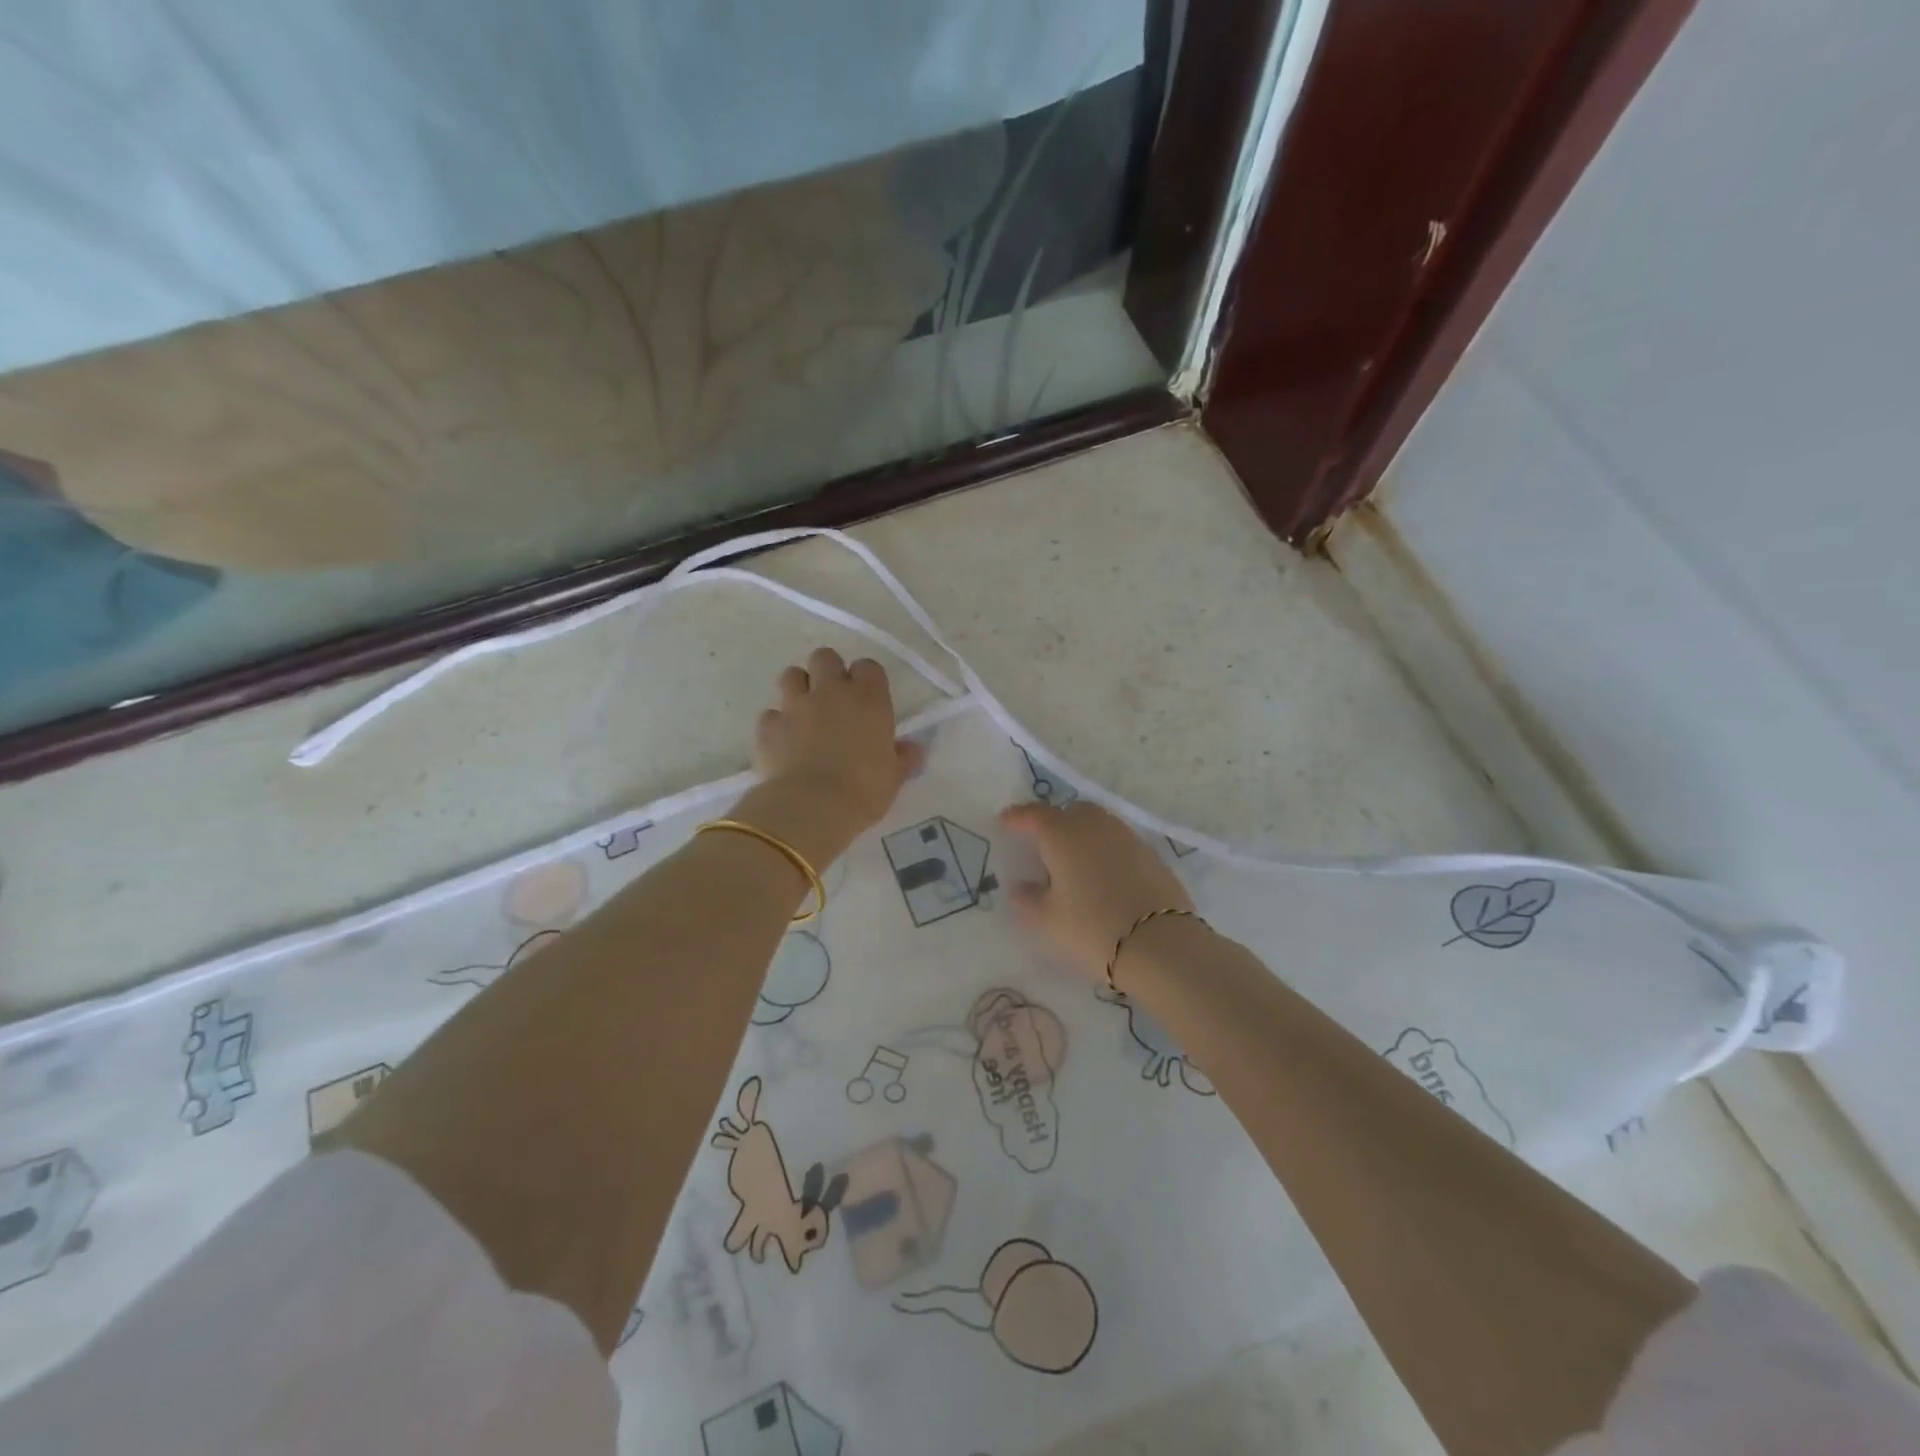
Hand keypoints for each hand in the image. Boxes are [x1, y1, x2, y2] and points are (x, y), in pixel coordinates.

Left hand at [740, 648, 922, 866]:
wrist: (812, 807)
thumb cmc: (864, 790)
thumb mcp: (893, 778)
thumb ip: (903, 758)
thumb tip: (913, 748)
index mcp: (868, 699)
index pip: (867, 666)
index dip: (866, 679)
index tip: (867, 698)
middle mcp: (830, 692)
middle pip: (824, 657)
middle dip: (827, 672)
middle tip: (833, 698)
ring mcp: (795, 705)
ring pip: (792, 675)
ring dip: (799, 688)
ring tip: (805, 713)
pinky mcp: (769, 726)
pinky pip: (771, 714)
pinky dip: (777, 724)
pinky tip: (784, 742)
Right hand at [998, 801, 1193, 985]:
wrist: (1162, 947)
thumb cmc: (1092, 929)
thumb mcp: (1047, 921)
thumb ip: (1027, 900)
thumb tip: (1021, 886)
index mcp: (1063, 834)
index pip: (1033, 815)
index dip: (1016, 818)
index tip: (1004, 822)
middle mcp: (1095, 826)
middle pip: (1070, 813)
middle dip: (1054, 823)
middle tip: (1042, 846)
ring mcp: (1128, 838)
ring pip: (1098, 826)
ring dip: (1082, 837)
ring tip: (1073, 865)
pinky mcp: (1153, 857)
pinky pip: (1119, 845)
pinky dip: (1106, 853)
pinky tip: (1103, 878)